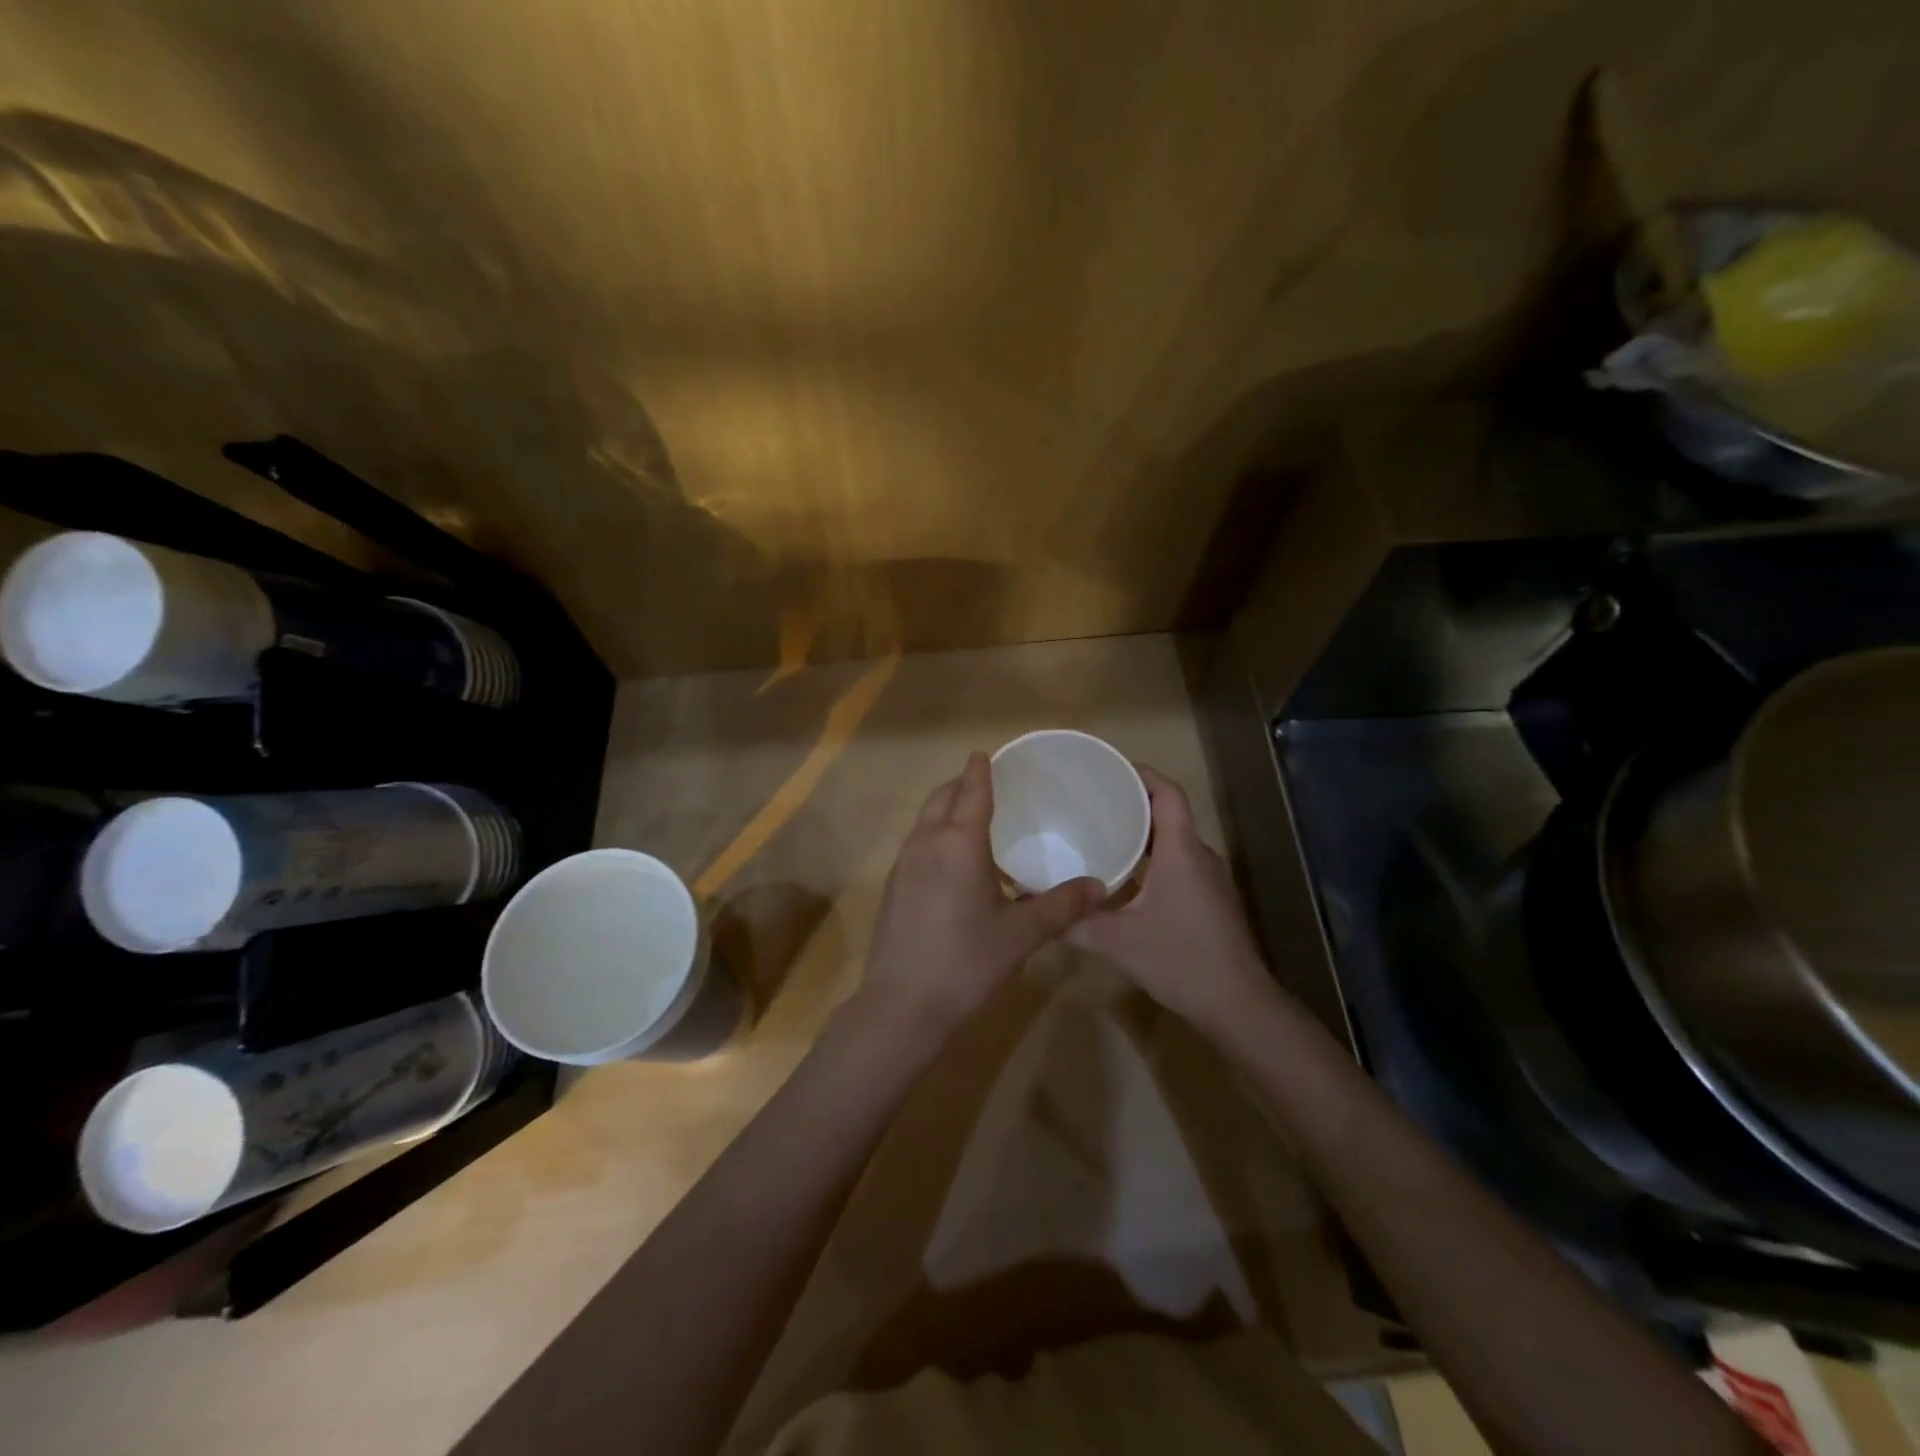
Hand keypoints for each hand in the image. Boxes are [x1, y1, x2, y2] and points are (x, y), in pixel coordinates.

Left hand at [858, 752, 1104, 1042]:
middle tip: (985, 785)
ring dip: (945, 809)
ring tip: (971, 819)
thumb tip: (1099, 886)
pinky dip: (934, 835)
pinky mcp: (892, 886)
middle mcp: (927, 843)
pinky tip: (951, 863)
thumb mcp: (1022, 934)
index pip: (972, 791)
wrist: (902, 1004)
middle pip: (942, 798)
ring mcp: (903, 864)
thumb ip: (1061, 906)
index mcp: (959, 843)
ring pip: (925, 820)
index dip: (980, 770)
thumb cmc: (966, 961)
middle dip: (961, 785)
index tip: (985, 753)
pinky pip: (916, 844)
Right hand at [1068, 767, 1272, 1033]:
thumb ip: (1074, 922)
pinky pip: (1179, 862)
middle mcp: (1199, 856)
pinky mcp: (1210, 899)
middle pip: (1169, 812)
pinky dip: (1153, 857)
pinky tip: (1125, 877)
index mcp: (1181, 851)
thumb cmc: (1180, 960)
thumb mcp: (1118, 942)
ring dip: (1143, 832)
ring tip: (1102, 833)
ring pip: (1174, 839)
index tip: (1108, 770)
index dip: (1141, 774)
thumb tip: (1031, 907)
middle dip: (1133, 801)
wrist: (1237, 1004)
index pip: (1168, 793)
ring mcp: (1209, 878)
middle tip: (1092, 802)